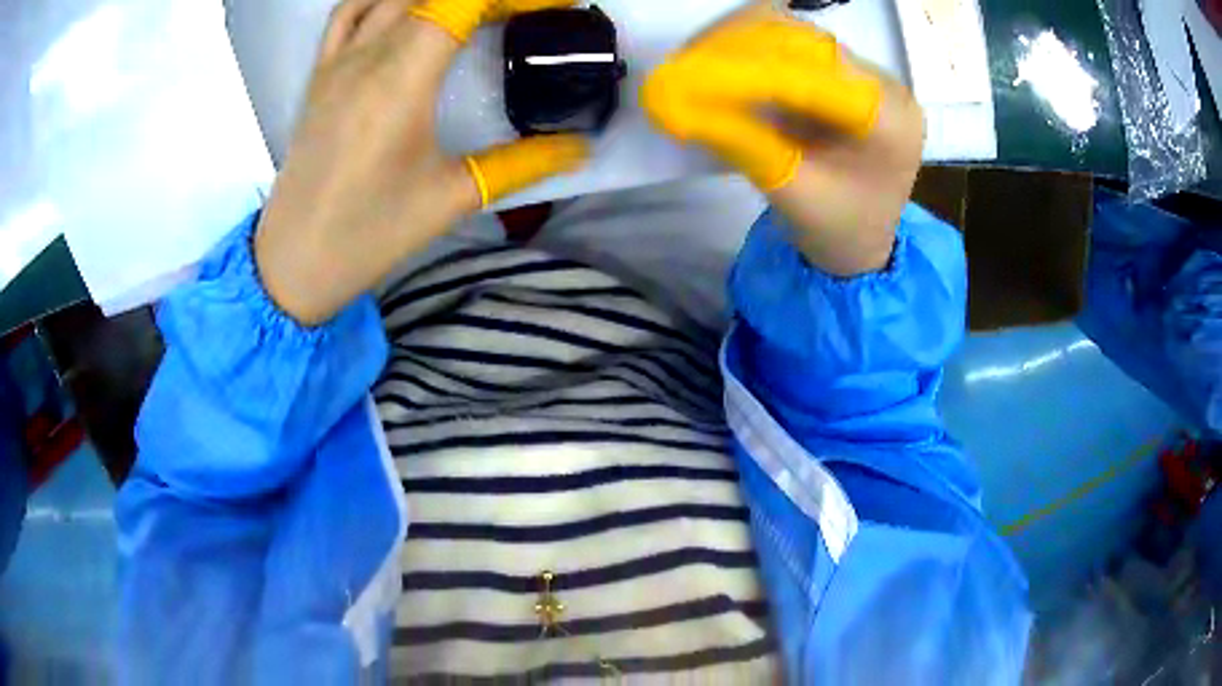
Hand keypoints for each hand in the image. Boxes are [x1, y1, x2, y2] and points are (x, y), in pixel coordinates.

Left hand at [255, 0, 588, 324]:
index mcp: (400, 81)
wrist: (294, 261)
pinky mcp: (320, 74)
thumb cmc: (369, 233)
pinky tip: (408, 7)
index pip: (461, 2)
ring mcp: (337, 61)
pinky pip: (349, 12)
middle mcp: (366, 56)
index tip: (555, 6)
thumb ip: (522, 164)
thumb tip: (580, 148)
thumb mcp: (451, 198)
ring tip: (477, 10)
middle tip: (525, 12)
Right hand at [642, 4, 923, 275]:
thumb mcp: (790, 192)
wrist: (863, 243)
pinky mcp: (844, 72)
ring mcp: (865, 74)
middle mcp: (884, 84)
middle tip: (682, 65)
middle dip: (738, 47)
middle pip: (803, 41)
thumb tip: (677, 102)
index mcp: (889, 120)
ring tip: (693, 63)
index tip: (688, 70)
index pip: (813, 74)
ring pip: (793, 35)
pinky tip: (718, 63)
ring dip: (739, 43)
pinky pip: (791, 46)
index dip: (746, 66)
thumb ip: (741, 141)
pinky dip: (750, 50)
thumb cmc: (836, 231)